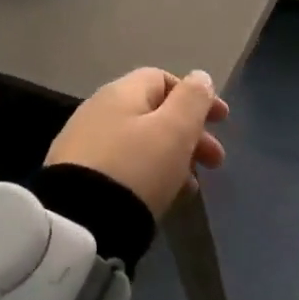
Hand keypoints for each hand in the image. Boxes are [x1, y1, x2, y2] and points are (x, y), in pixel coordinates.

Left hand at [46, 68, 228, 217]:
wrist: (79, 222)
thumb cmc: (137, 168)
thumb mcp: (174, 130)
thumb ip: (193, 99)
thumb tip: (200, 77)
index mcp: (121, 93)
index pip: (163, 79)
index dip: (196, 97)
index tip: (222, 122)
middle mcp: (98, 111)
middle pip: (153, 113)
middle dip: (190, 134)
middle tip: (215, 162)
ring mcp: (83, 144)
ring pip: (140, 142)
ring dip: (173, 158)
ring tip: (191, 187)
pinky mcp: (77, 176)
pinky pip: (123, 166)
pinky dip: (149, 175)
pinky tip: (161, 197)